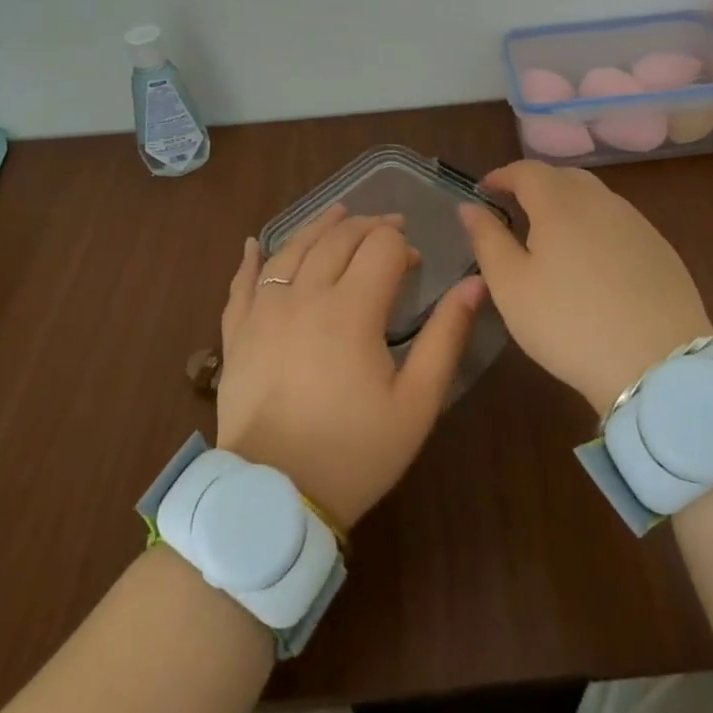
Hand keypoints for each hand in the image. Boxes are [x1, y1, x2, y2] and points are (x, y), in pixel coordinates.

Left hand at [217, 204, 485, 528]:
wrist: (275, 498)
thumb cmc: (355, 452)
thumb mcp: (417, 402)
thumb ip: (446, 337)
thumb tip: (474, 284)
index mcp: (351, 309)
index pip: (381, 247)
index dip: (402, 245)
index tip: (414, 263)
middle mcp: (305, 296)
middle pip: (338, 238)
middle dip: (368, 226)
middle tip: (387, 229)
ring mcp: (265, 311)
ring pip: (292, 248)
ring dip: (319, 226)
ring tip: (338, 213)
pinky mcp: (237, 334)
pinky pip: (241, 284)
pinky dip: (250, 260)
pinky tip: (254, 243)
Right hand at [458, 161, 712, 415]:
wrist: (659, 365)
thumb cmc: (569, 324)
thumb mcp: (511, 287)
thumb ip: (488, 239)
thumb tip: (470, 207)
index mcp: (560, 203)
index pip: (526, 170)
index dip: (502, 176)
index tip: (484, 190)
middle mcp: (600, 201)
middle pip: (563, 177)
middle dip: (535, 185)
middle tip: (516, 210)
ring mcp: (636, 223)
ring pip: (595, 198)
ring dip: (568, 204)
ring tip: (552, 236)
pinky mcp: (660, 248)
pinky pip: (619, 222)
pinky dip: (596, 226)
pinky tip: (593, 261)